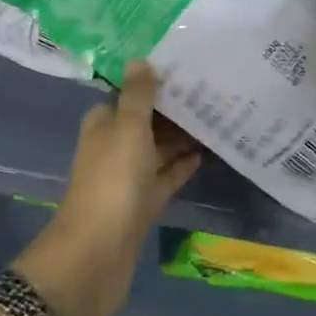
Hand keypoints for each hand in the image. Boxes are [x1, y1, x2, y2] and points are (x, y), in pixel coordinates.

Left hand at [13, 63, 200, 315]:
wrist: (97, 256)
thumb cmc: (112, 182)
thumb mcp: (127, 129)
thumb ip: (137, 95)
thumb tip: (139, 59)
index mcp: (103, 124)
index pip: (129, 93)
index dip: (153, 81)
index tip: (185, 67)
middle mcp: (113, 146)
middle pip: (146, 120)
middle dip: (173, 108)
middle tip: (212, 88)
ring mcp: (128, 178)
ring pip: (158, 149)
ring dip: (182, 136)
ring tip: (218, 116)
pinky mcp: (142, 205)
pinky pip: (166, 177)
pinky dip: (182, 165)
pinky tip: (207, 153)